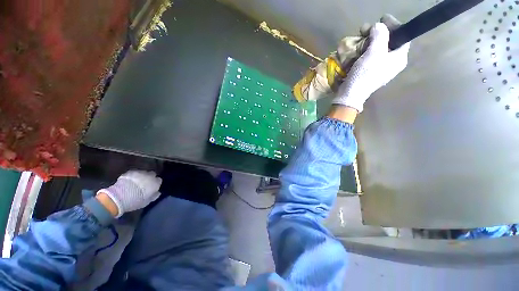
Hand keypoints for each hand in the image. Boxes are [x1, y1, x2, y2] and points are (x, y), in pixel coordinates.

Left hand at [97, 170, 161, 217]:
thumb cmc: (136, 200)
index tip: (152, 187)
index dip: (155, 183)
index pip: (159, 180)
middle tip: (145, 184)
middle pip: (152, 174)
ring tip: (136, 182)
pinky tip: (129, 181)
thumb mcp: (147, 201)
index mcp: (155, 183)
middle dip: (149, 177)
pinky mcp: (130, 171)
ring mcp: (140, 172)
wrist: (120, 196)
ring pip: (143, 173)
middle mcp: (150, 175)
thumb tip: (158, 192)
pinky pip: (134, 173)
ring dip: (142, 176)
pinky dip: (133, 176)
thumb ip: (154, 195)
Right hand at [332, 22, 409, 111]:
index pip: (403, 36)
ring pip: (378, 48)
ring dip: (369, 41)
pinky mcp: (370, 72)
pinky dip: (364, 50)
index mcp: (399, 58)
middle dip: (378, 33)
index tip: (382, 18)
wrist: (350, 94)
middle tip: (365, 29)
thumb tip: (379, 26)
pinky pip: (370, 56)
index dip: (394, 25)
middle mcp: (392, 62)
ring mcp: (381, 68)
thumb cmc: (364, 75)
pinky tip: (358, 49)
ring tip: (359, 38)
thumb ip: (380, 36)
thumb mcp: (374, 53)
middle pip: (389, 41)